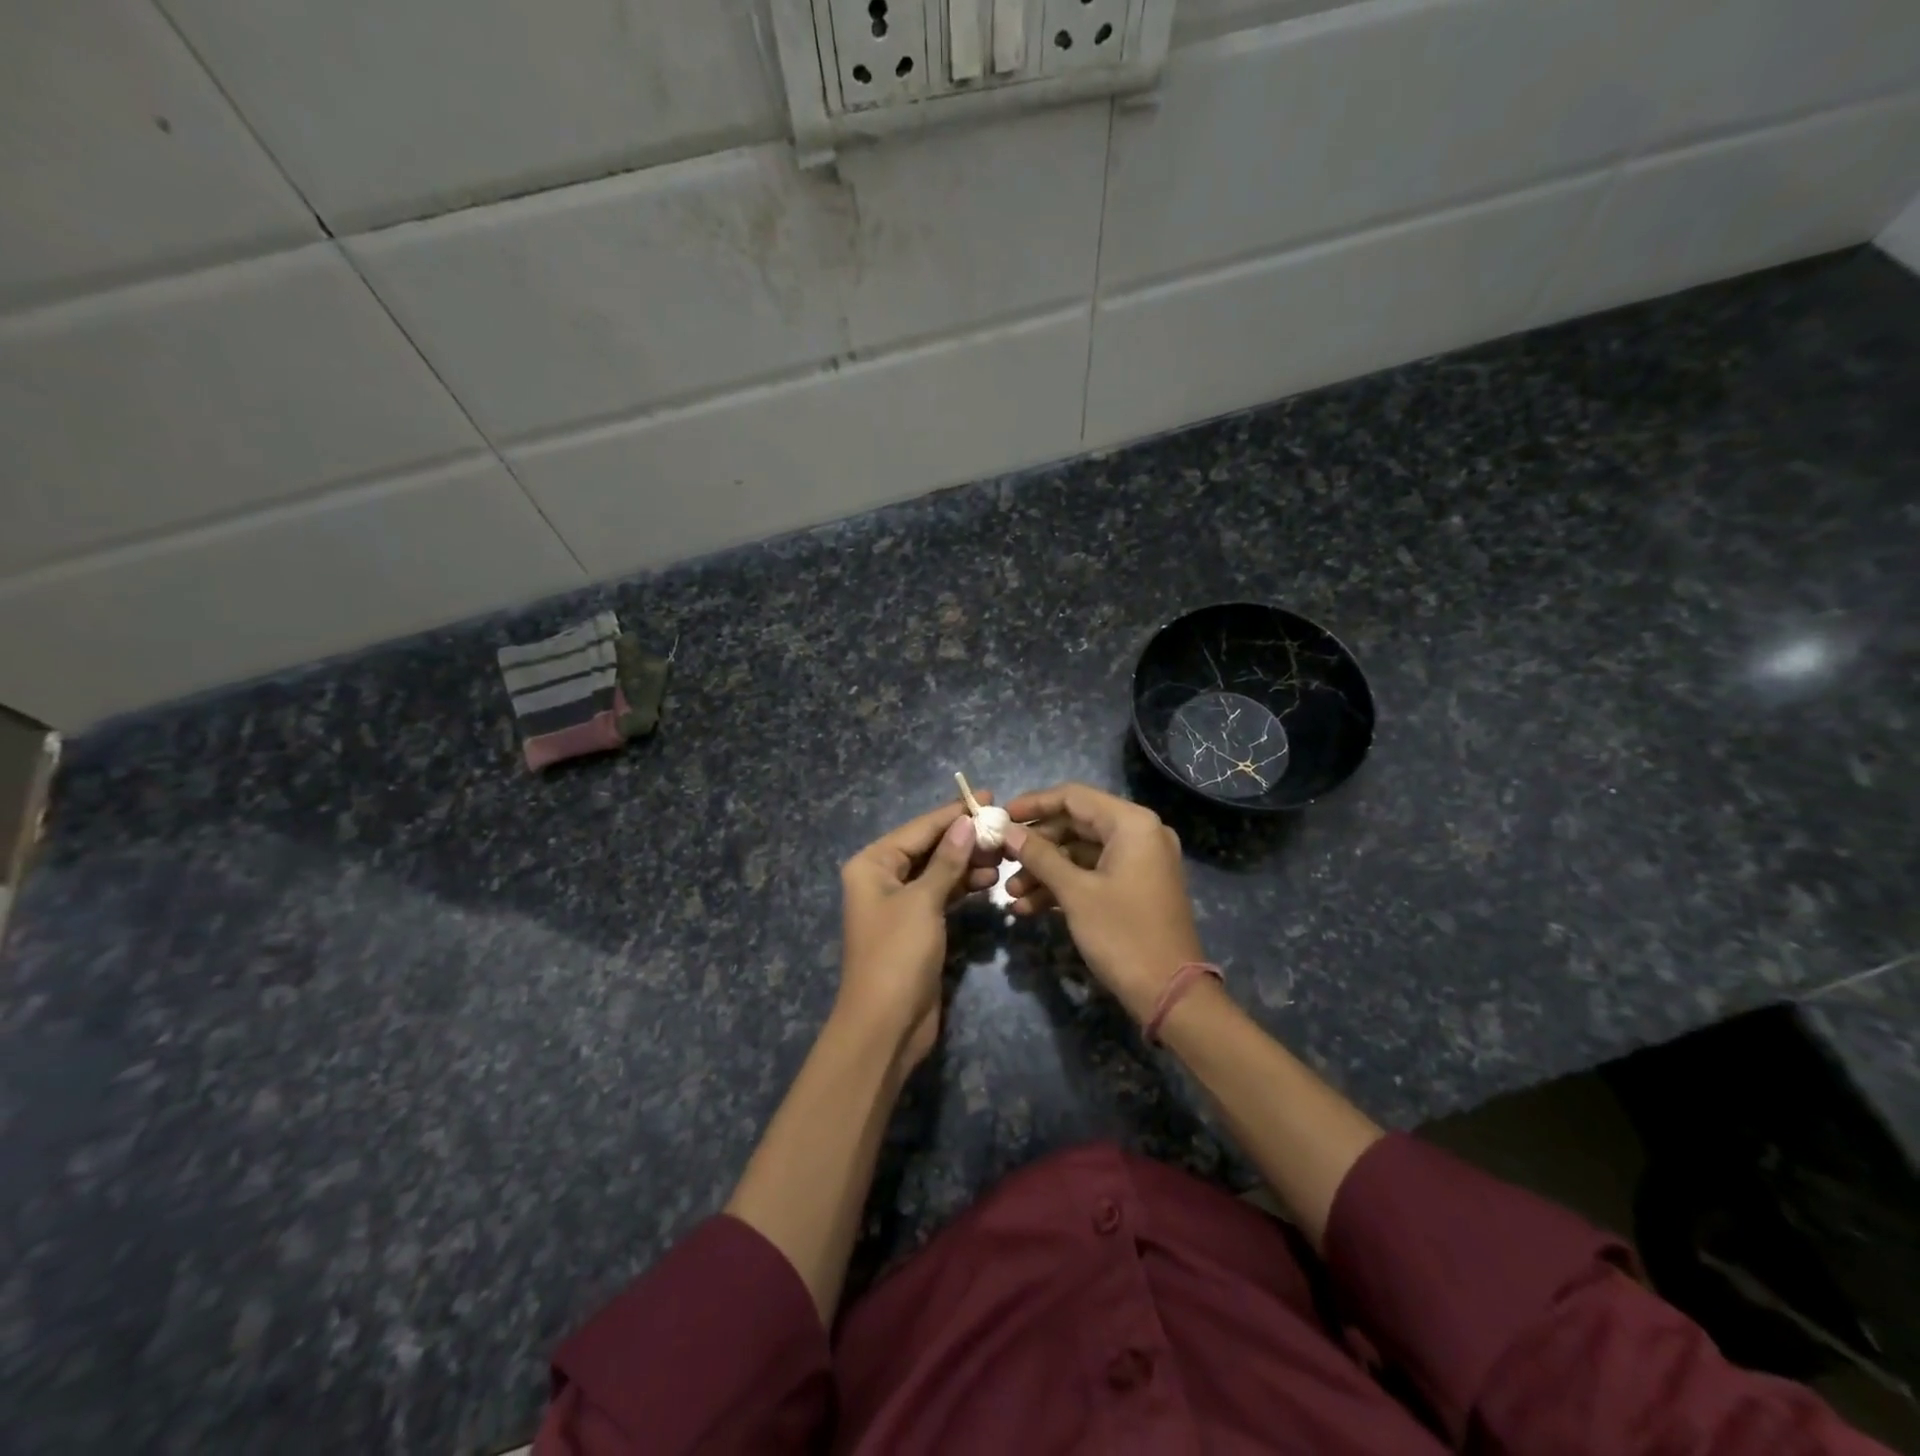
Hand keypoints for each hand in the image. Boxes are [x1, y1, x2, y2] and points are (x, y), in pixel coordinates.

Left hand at [837, 793, 1001, 1068]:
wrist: (886, 1025)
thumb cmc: (897, 955)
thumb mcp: (923, 902)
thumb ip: (947, 861)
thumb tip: (965, 822)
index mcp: (872, 864)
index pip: (919, 829)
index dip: (954, 812)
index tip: (988, 796)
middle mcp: (882, 878)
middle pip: (929, 847)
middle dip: (965, 838)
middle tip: (1004, 830)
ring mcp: (900, 904)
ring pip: (939, 872)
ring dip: (968, 863)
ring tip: (1003, 856)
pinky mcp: (917, 926)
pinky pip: (942, 895)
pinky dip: (964, 887)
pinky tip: (991, 882)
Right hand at [1003, 783, 1205, 1023]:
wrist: (1169, 994)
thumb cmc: (1123, 934)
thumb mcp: (1075, 892)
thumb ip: (1040, 856)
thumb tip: (1007, 830)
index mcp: (1132, 824)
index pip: (1073, 797)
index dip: (1033, 804)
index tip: (999, 817)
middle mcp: (1139, 834)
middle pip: (1075, 824)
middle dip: (1036, 845)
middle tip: (1001, 859)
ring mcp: (1139, 862)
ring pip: (1080, 853)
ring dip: (1044, 871)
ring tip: (1011, 895)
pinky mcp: (1134, 887)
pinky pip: (1092, 874)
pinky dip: (1063, 886)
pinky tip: (1028, 907)